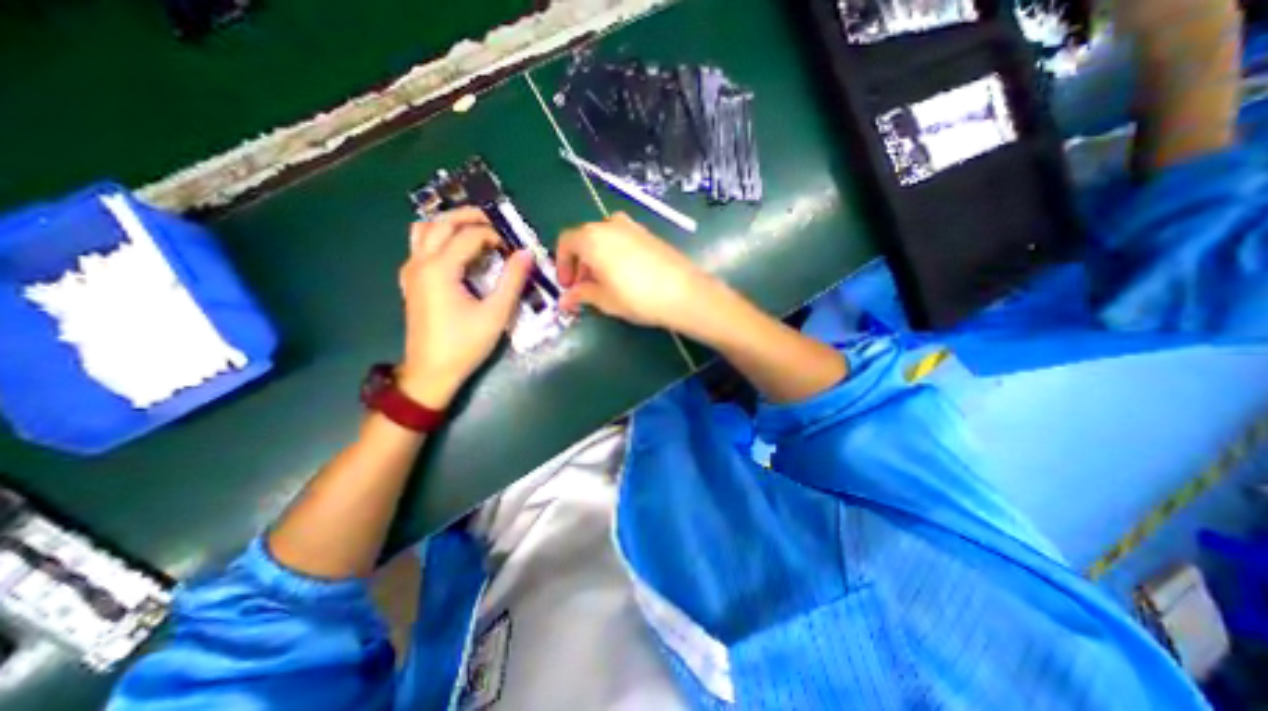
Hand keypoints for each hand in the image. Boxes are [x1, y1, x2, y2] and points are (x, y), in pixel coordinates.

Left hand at [399, 210, 529, 408]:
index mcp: (440, 269)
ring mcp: (411, 272)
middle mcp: (420, 263)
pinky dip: (438, 239)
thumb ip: (512, 280)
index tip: (513, 248)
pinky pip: (419, 247)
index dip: (494, 235)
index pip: (468, 236)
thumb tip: (526, 253)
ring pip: (423, 231)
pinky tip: (455, 253)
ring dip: (449, 224)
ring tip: (474, 232)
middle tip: (495, 223)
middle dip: (469, 217)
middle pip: (440, 223)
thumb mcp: (496, 313)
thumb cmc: (465, 344)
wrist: (431, 372)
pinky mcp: (411, 282)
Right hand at [555, 211, 722, 336]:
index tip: (567, 285)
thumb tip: (565, 300)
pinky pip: (622, 240)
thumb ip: (581, 295)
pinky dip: (614, 254)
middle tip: (583, 287)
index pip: (566, 242)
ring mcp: (632, 227)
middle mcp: (610, 224)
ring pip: (604, 239)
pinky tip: (623, 276)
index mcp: (592, 237)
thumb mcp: (604, 299)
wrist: (683, 292)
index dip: (562, 264)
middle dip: (580, 263)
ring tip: (603, 283)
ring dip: (597, 258)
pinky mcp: (649, 234)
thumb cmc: (637, 297)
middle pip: (585, 239)